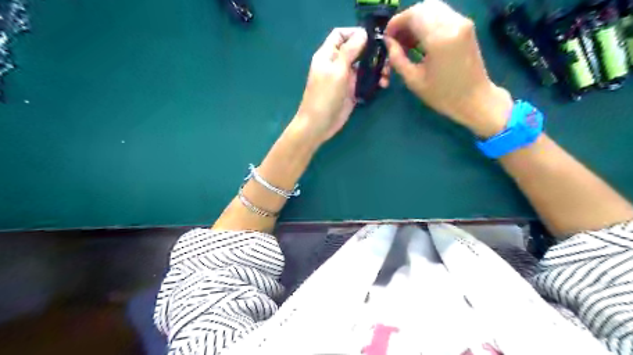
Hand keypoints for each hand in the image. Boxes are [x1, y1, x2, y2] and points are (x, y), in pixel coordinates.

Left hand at [298, 26, 391, 143]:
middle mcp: (337, 64)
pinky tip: (383, 84)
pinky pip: (366, 81)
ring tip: (387, 74)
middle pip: (356, 49)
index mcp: (328, 55)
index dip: (355, 33)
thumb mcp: (337, 71)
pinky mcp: (352, 91)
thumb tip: (362, 34)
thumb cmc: (324, 96)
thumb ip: (349, 51)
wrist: (319, 124)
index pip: (340, 35)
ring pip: (364, 65)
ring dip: (377, 67)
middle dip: (372, 51)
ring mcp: (345, 78)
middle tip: (387, 57)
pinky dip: (375, 80)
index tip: (372, 38)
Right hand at [385, 0, 513, 136]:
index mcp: (439, 39)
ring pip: (433, 8)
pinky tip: (421, 41)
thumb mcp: (414, 80)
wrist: (474, 99)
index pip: (413, 15)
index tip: (387, 37)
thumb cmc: (442, 95)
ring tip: (407, 42)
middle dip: (405, 20)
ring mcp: (462, 22)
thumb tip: (388, 42)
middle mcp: (453, 24)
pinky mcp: (466, 26)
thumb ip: (397, 58)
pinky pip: (442, 15)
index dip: (396, 23)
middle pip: (423, 7)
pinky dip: (428, 23)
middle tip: (396, 40)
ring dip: (416, 20)